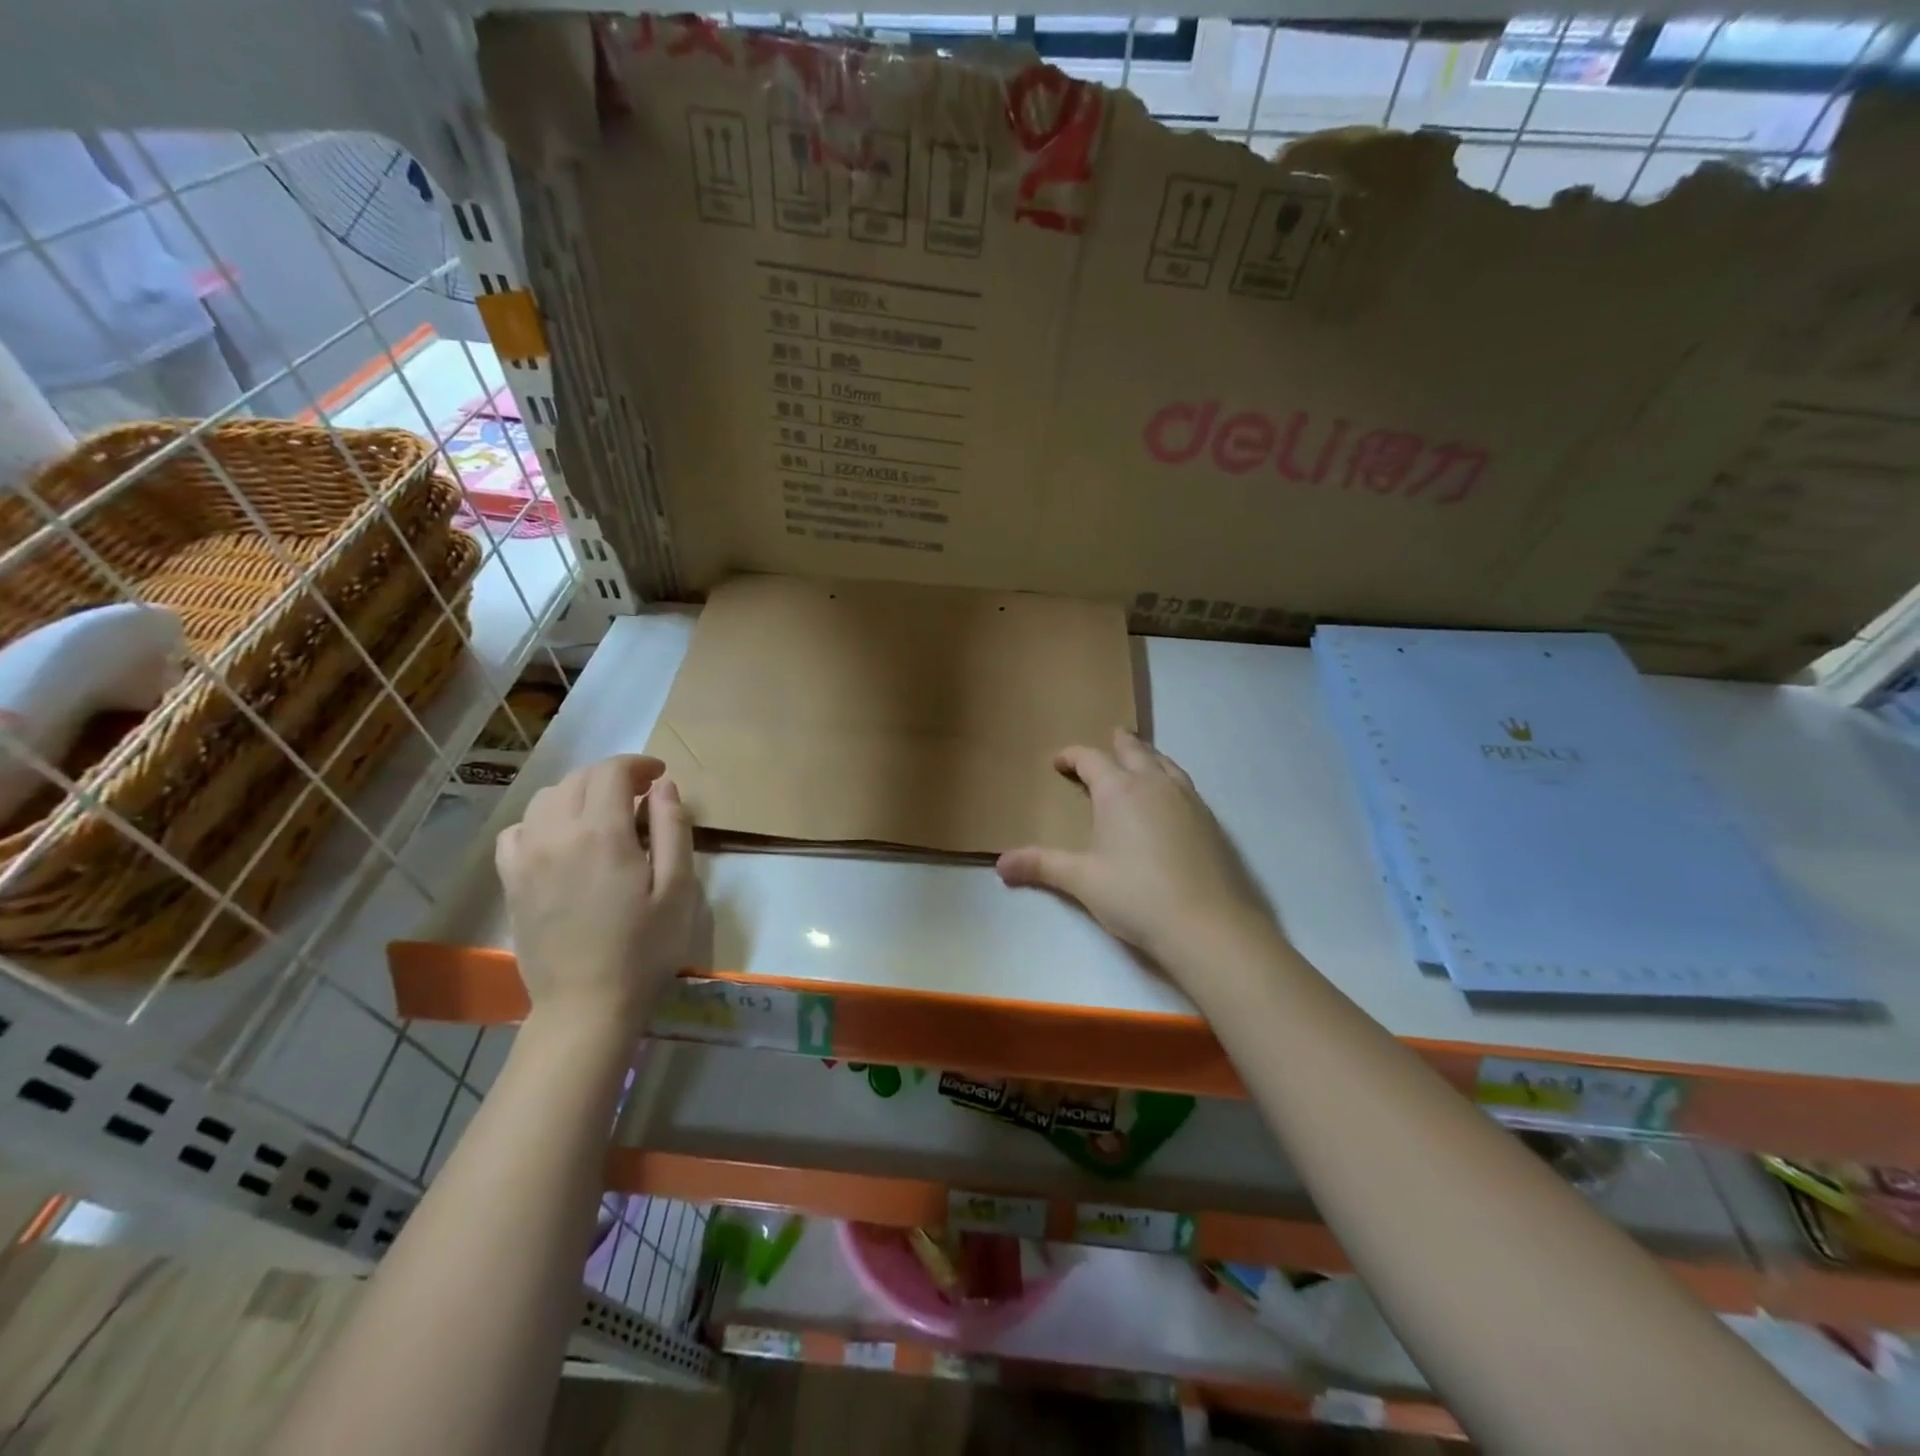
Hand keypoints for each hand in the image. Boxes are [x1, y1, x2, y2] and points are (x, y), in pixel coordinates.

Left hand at [495, 754, 694, 1039]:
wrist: (587, 1005)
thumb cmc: (645, 948)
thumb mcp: (679, 888)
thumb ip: (673, 829)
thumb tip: (664, 786)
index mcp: (602, 833)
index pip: (612, 771)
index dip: (638, 764)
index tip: (659, 776)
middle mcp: (557, 833)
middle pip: (579, 779)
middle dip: (612, 776)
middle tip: (641, 795)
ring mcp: (526, 857)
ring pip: (547, 798)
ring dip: (579, 793)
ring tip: (604, 814)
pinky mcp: (511, 880)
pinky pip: (519, 830)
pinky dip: (543, 820)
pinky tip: (563, 839)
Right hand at [997, 729, 1273, 971]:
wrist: (1207, 925)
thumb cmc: (1136, 896)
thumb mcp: (1082, 880)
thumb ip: (1042, 866)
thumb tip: (1000, 865)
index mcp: (1119, 791)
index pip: (1091, 759)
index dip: (1072, 756)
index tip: (1058, 762)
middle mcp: (1154, 785)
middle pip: (1134, 751)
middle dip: (1118, 744)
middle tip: (1109, 739)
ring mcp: (1188, 800)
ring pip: (1165, 764)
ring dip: (1148, 757)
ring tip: (1140, 760)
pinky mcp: (1210, 821)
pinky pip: (1184, 786)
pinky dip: (1169, 780)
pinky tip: (1169, 800)